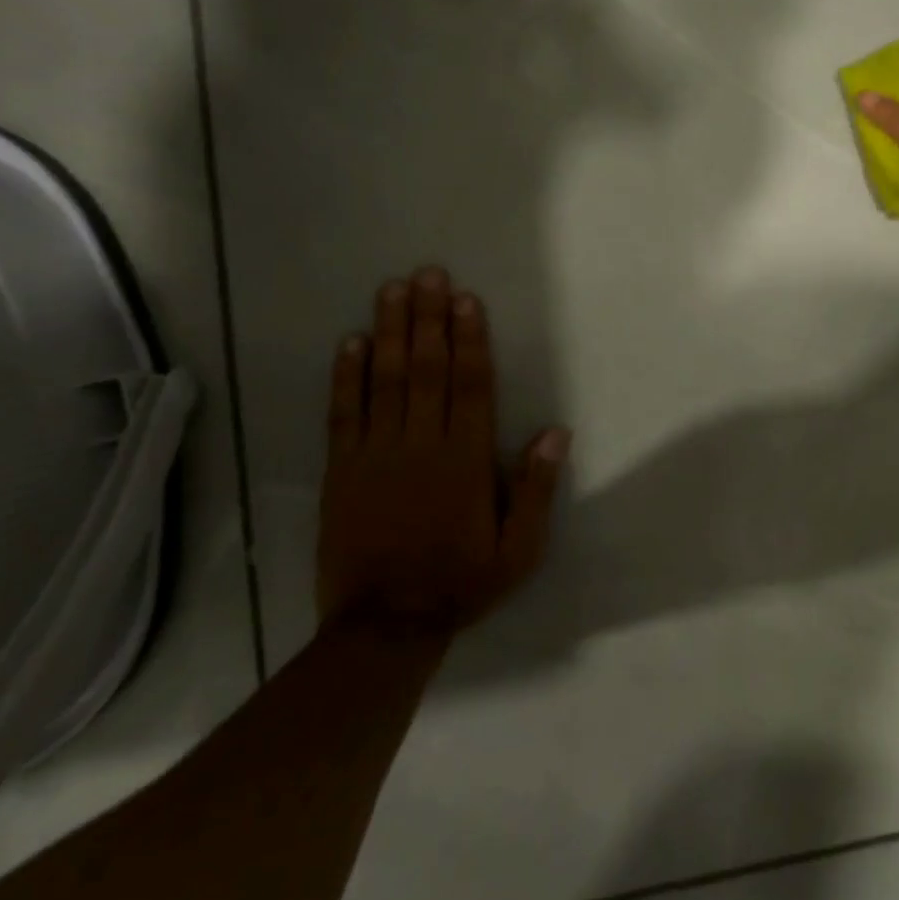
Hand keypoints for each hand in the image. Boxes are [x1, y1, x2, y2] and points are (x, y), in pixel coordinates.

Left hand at [317, 268, 570, 631]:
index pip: (471, 386)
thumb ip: (536, 488)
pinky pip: (344, 414)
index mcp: (466, 459)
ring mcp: (377, 455)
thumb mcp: (520, 548)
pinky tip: (351, 343)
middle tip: (426, 274)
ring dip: (391, 332)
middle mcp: (422, 445)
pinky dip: (347, 377)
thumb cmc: (462, 581)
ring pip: (386, 381)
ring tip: (392, 290)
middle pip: (427, 370)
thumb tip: (555, 432)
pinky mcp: (342, 471)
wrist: (386, 626)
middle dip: (428, 318)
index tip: (465, 299)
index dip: (469, 339)